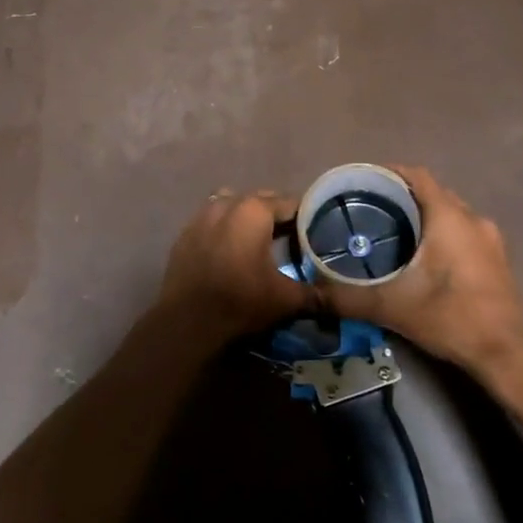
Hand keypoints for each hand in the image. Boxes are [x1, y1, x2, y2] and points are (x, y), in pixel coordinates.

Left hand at [150, 189, 305, 344]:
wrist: (187, 322)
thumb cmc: (240, 301)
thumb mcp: (285, 299)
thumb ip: (315, 294)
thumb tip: (336, 298)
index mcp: (254, 210)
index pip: (290, 203)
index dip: (306, 217)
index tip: (317, 232)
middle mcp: (227, 203)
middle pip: (261, 200)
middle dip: (278, 215)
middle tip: (294, 237)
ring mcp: (202, 216)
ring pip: (233, 205)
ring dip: (248, 217)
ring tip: (260, 239)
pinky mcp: (185, 233)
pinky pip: (212, 220)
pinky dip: (225, 228)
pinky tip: (231, 250)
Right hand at [316, 167, 522, 378]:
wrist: (510, 355)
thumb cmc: (452, 317)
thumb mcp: (392, 307)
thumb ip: (347, 297)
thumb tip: (311, 293)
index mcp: (449, 217)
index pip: (417, 176)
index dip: (389, 172)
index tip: (362, 182)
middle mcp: (472, 219)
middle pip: (433, 193)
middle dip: (403, 196)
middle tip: (369, 209)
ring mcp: (490, 240)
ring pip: (451, 214)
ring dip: (424, 217)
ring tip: (392, 231)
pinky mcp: (497, 261)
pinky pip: (463, 233)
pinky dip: (441, 235)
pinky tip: (422, 258)